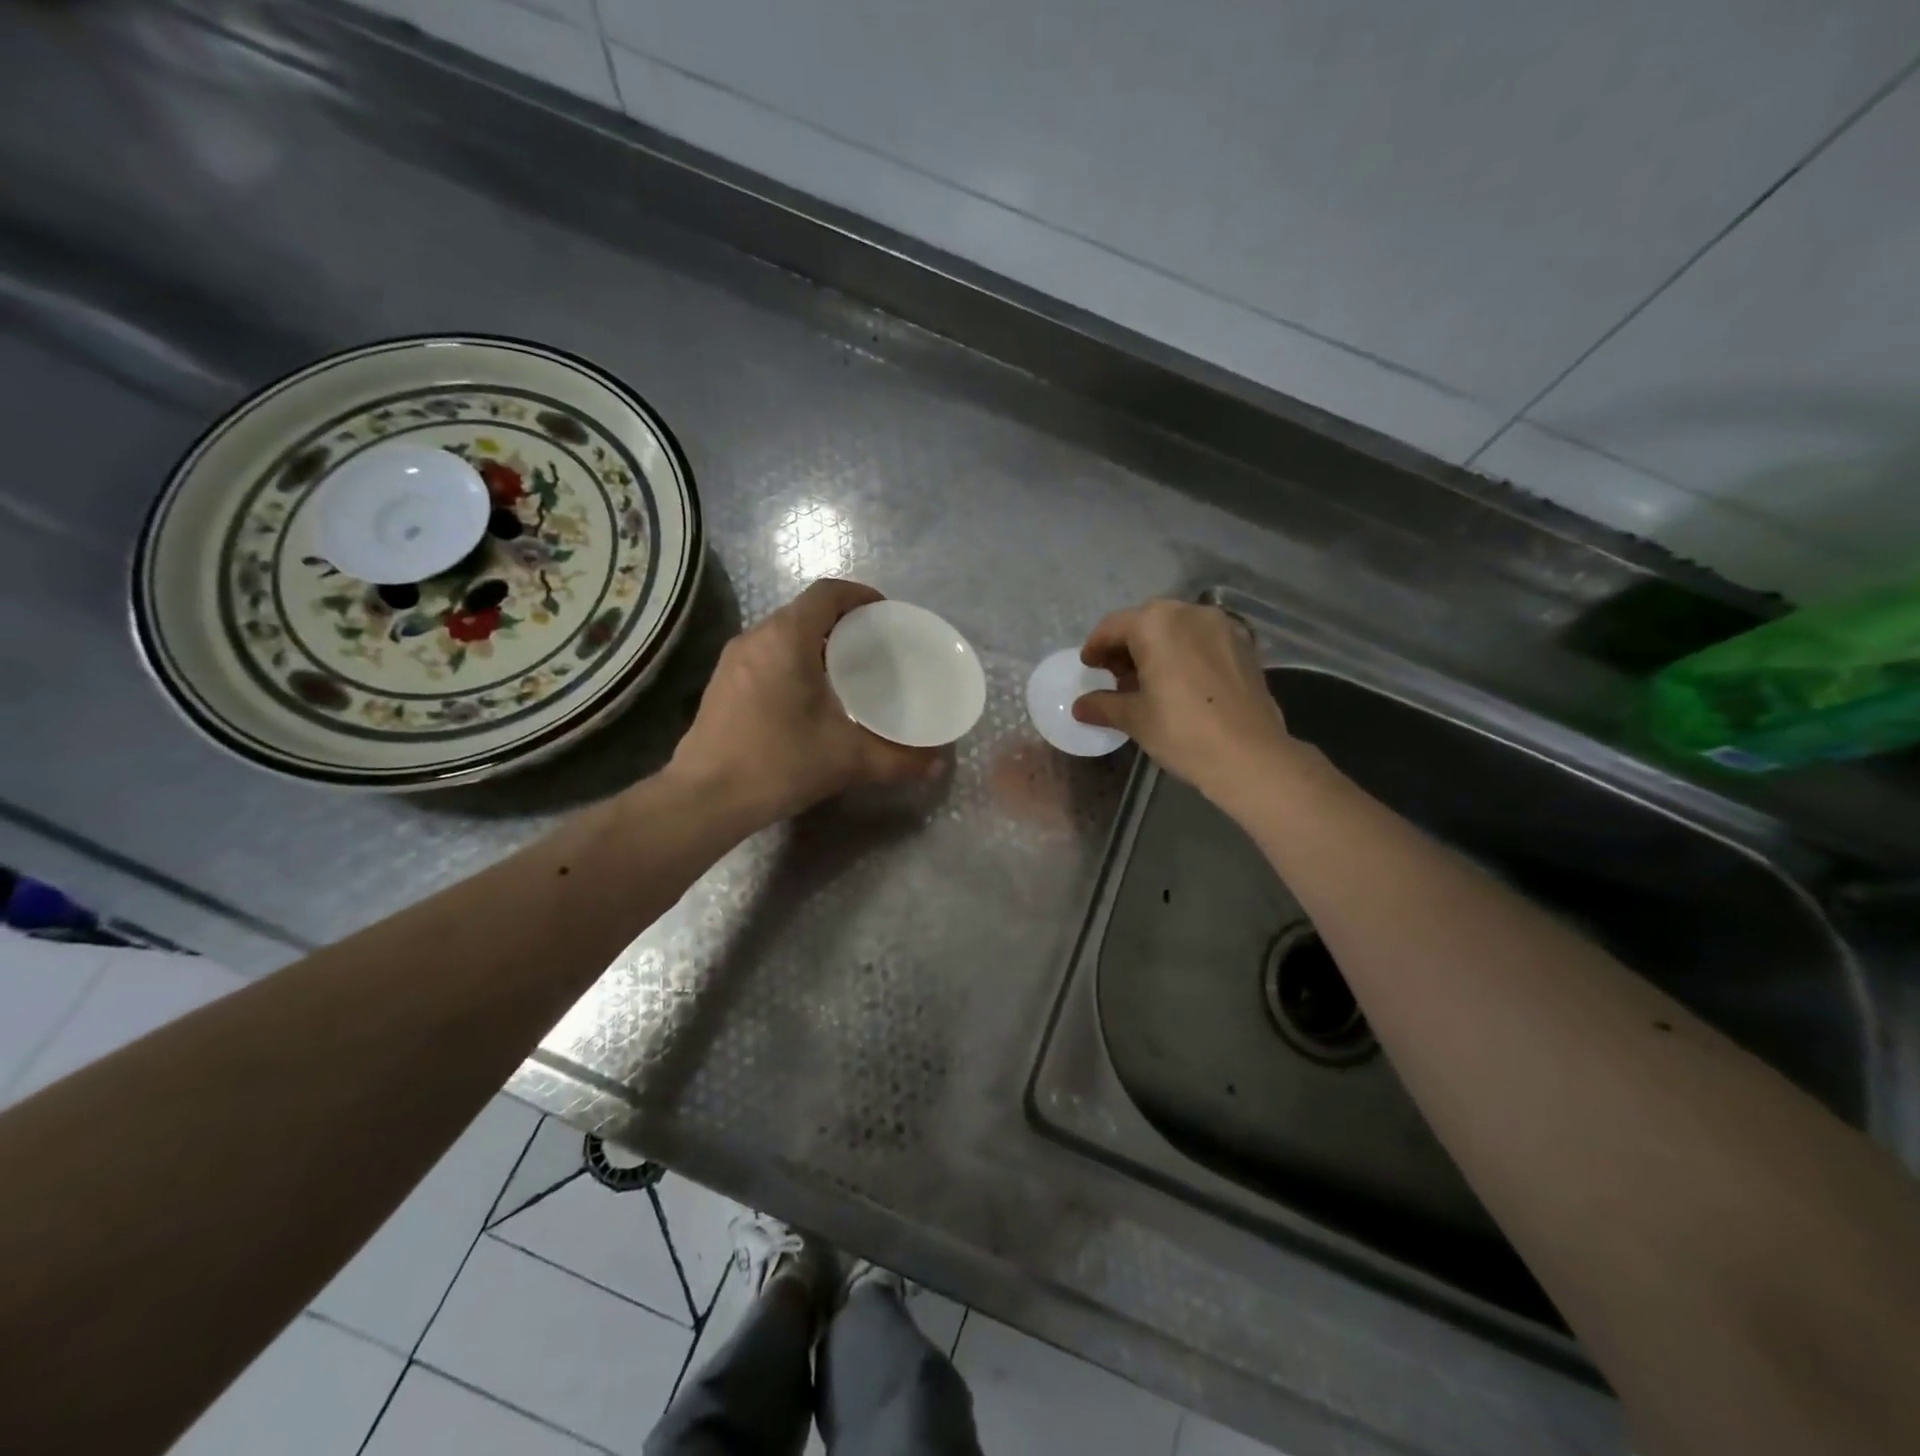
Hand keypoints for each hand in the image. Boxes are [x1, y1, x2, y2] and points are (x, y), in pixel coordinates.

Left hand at [667, 579, 944, 827]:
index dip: (861, 595)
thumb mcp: (848, 760)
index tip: (886, 614)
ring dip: (817, 641)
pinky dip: (794, 659)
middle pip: (806, 611)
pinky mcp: (723, 682)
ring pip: (784, 633)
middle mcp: (757, 637)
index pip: (828, 593)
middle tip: (875, 647)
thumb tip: (936, 764)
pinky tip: (810, 695)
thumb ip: (897, 759)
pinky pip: (767, 654)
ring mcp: (734, 659)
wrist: (705, 798)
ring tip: (847, 670)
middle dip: (843, 621)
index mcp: (787, 638)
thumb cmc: (778, 763)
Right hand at [1074, 599, 1292, 801]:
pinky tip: (1181, 682)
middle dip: (1127, 645)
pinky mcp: (1244, 644)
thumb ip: (1104, 705)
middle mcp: (1189, 613)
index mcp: (1156, 624)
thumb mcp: (1134, 719)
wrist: (1250, 756)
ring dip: (1157, 647)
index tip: (1089, 667)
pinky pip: (1203, 639)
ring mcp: (1222, 625)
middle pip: (1146, 622)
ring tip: (1148, 681)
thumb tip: (1080, 706)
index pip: (1113, 626)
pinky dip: (1185, 652)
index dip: (1095, 647)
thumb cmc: (1182, 731)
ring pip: (1177, 628)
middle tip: (1115, 676)